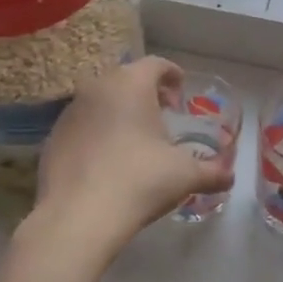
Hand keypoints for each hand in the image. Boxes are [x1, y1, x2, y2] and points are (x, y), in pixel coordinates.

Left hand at [25, 57, 234, 271]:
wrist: (79, 217)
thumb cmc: (140, 181)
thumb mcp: (185, 175)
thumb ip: (212, 171)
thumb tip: (230, 176)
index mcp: (131, 84)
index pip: (156, 64)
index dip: (172, 75)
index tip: (181, 92)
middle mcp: (97, 87)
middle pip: (126, 78)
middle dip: (146, 93)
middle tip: (162, 115)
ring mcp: (70, 111)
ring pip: (100, 100)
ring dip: (119, 111)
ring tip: (134, 139)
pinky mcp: (52, 137)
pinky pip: (82, 125)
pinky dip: (97, 132)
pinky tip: (107, 160)